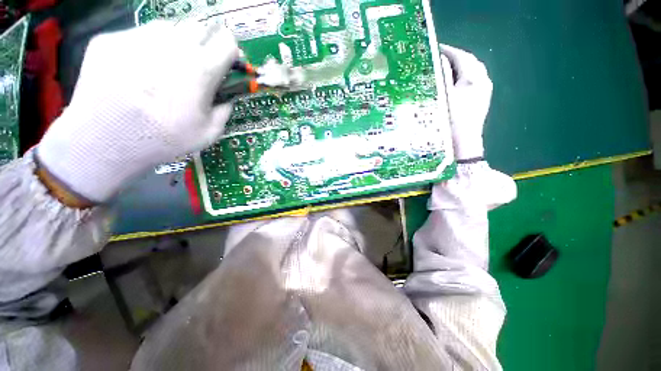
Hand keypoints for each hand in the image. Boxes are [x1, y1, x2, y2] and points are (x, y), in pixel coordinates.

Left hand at [36, 21, 238, 202]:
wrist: (105, 142)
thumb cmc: (164, 140)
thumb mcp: (209, 132)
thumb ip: (224, 109)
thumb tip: (226, 96)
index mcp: (201, 69)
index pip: (227, 41)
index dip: (231, 50)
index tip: (227, 61)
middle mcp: (173, 44)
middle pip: (200, 26)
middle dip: (205, 42)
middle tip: (197, 64)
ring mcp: (138, 37)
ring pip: (168, 27)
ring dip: (175, 42)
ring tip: (166, 66)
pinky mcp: (110, 39)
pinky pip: (137, 36)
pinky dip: (145, 49)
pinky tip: (137, 71)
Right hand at [440, 44, 492, 160]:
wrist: (464, 143)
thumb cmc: (452, 120)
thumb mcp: (444, 98)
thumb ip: (443, 77)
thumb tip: (439, 59)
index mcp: (474, 79)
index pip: (462, 57)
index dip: (449, 51)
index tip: (436, 48)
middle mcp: (483, 81)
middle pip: (470, 61)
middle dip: (455, 57)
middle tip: (439, 57)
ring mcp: (484, 90)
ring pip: (473, 70)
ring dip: (460, 66)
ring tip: (445, 67)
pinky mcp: (482, 99)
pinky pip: (473, 80)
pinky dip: (463, 76)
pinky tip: (455, 81)